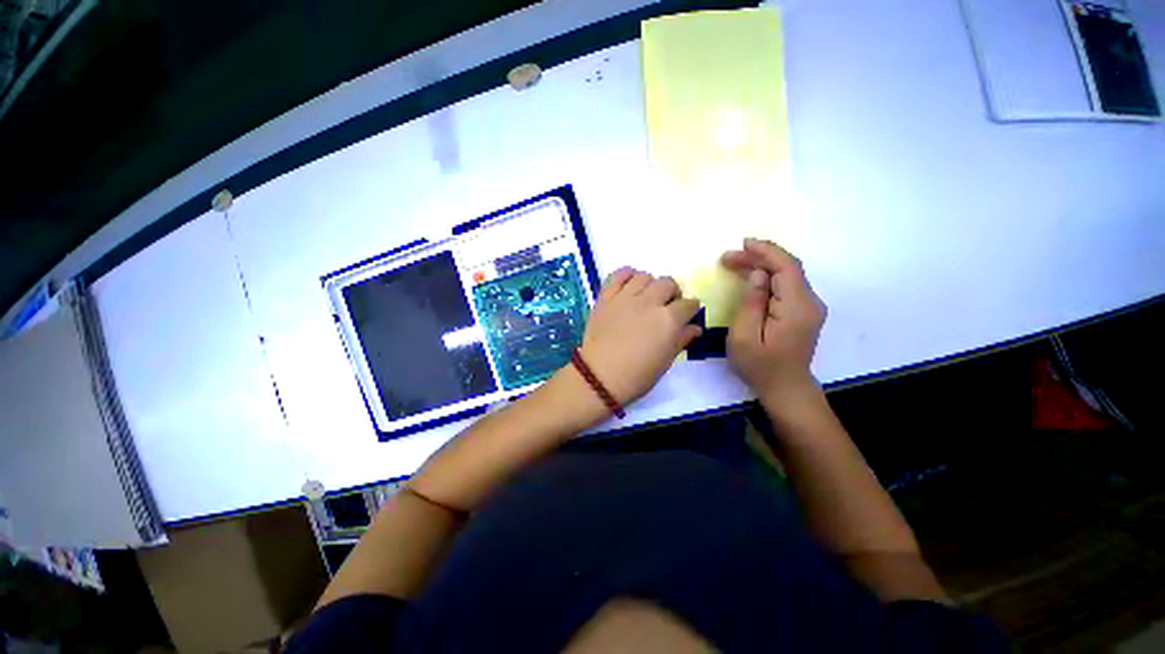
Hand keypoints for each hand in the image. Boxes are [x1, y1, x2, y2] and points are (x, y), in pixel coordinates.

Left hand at [576, 268, 702, 406]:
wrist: (600, 376)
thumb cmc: (637, 375)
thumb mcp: (665, 361)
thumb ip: (681, 340)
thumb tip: (695, 328)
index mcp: (668, 320)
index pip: (688, 304)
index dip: (691, 308)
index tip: (688, 313)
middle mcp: (649, 302)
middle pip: (668, 283)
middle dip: (673, 292)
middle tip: (667, 305)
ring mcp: (625, 297)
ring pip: (644, 276)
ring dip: (650, 283)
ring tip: (647, 295)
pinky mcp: (606, 297)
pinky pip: (617, 275)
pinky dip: (626, 274)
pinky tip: (629, 282)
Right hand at [722, 238, 826, 410]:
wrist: (785, 388)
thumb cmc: (760, 366)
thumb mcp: (744, 337)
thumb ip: (752, 303)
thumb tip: (759, 275)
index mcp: (797, 308)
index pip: (787, 268)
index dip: (766, 251)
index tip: (743, 243)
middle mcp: (810, 302)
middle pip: (787, 268)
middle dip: (758, 257)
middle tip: (727, 258)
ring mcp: (809, 307)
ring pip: (787, 274)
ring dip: (762, 265)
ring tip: (734, 263)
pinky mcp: (804, 311)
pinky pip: (786, 285)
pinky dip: (768, 276)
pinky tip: (751, 276)